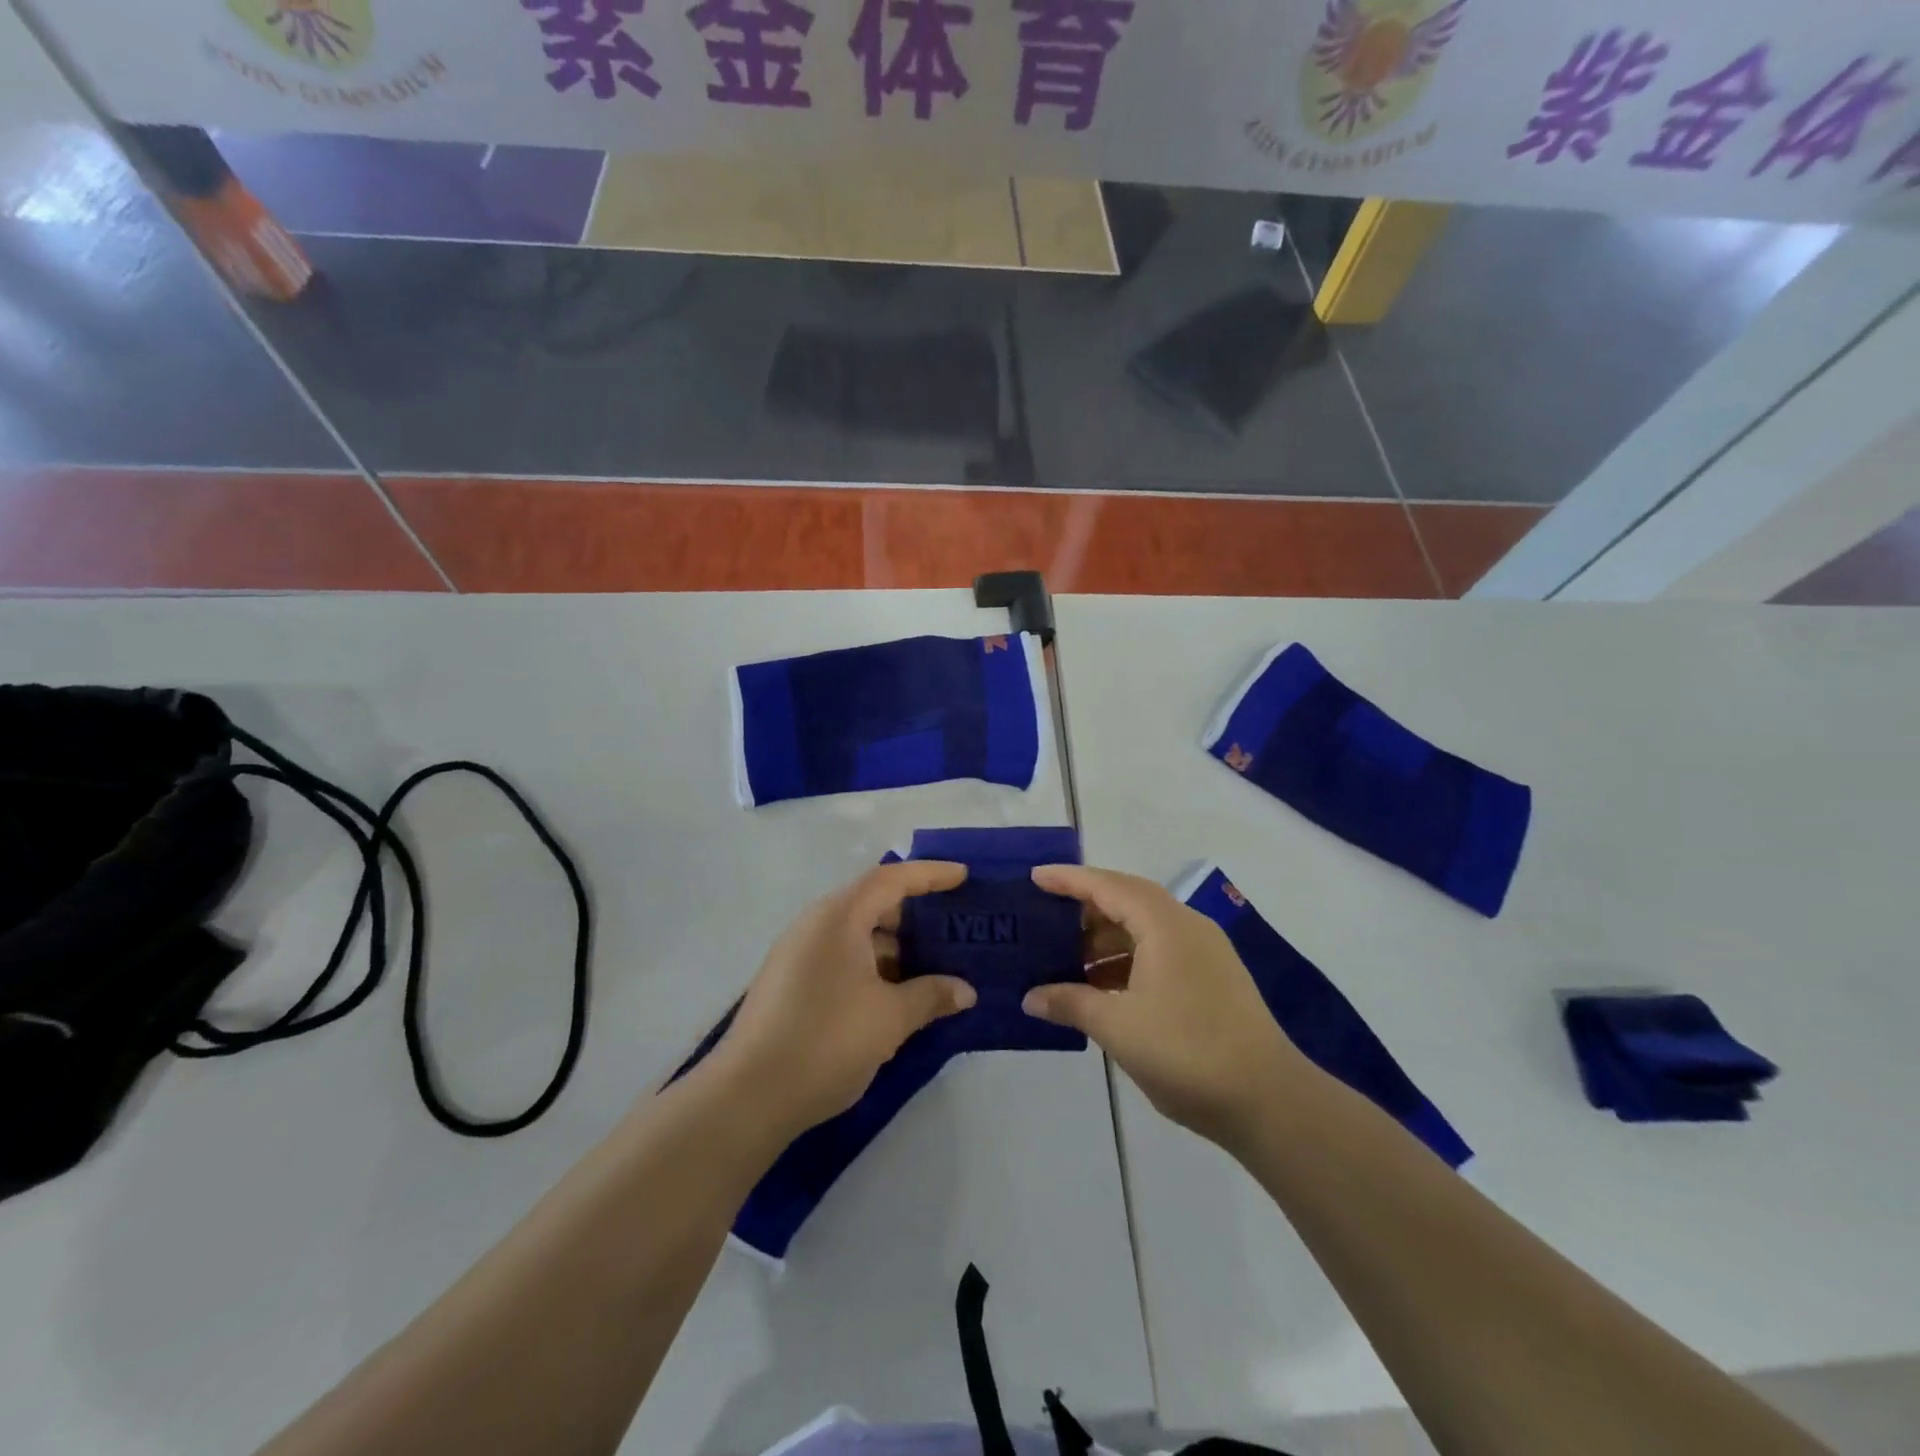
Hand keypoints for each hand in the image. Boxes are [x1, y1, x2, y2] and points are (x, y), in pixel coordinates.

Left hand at [713, 861, 977, 1139]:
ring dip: (895, 946)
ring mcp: (798, 953)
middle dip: (915, 915)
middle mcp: (815, 924)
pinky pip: (841, 957)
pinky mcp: (791, 982)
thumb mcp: (890, 1018)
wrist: (747, 1096)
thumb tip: (965, 991)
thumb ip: (931, 996)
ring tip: (933, 965)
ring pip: (857, 934)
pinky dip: (872, 966)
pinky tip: (895, 993)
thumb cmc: (826, 1041)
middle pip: (873, 903)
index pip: (892, 879)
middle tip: (953, 928)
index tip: (964, 876)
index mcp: (839, 917)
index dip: (930, 874)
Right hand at [1022, 865, 1309, 1147]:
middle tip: (1044, 920)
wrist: (1269, 1101)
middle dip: (1084, 909)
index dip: (1068, 879)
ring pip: (1143, 930)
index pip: (1108, 886)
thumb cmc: (1187, 1052)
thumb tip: (1030, 997)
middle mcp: (1186, 927)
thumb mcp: (1118, 1027)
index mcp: (1165, 925)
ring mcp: (1203, 953)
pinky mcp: (1210, 979)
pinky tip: (1101, 988)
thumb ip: (1071, 1004)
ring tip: (1064, 959)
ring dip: (1104, 941)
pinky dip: (1125, 962)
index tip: (1034, 877)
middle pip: (1127, 901)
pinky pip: (1158, 953)